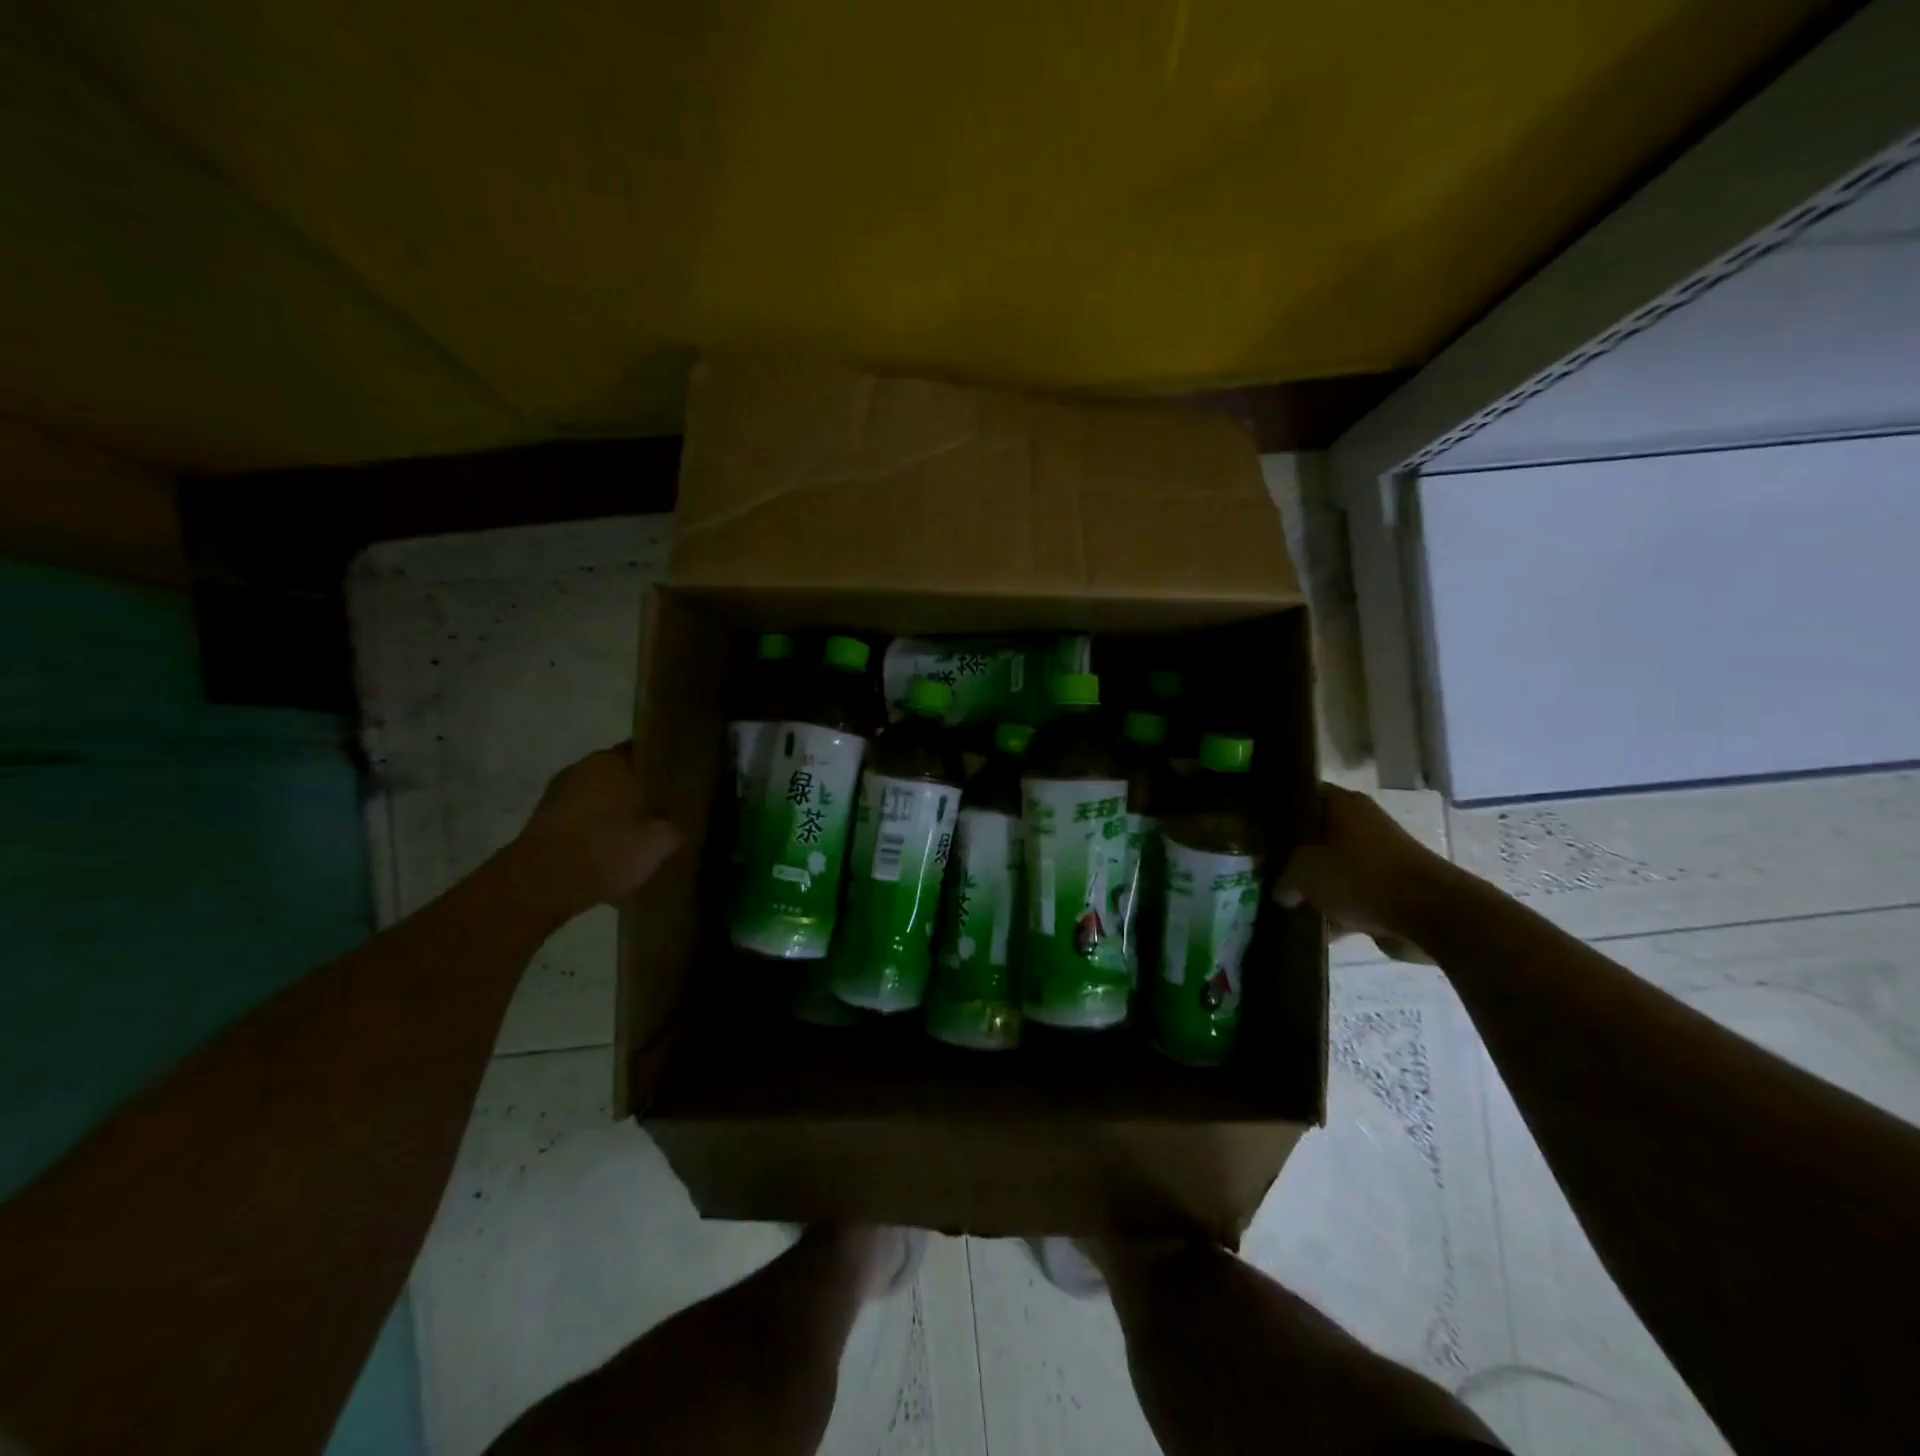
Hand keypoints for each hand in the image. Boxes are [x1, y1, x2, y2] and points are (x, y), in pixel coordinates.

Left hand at [510, 744, 680, 919]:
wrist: (541, 886)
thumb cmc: (607, 850)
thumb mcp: (661, 842)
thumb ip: (673, 827)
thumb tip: (671, 826)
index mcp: (612, 760)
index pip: (646, 753)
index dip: (663, 770)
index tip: (678, 789)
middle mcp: (582, 768)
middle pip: (620, 777)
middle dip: (638, 795)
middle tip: (661, 818)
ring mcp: (557, 795)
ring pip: (599, 799)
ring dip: (614, 816)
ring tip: (635, 841)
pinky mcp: (542, 823)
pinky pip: (580, 821)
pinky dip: (593, 834)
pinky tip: (607, 856)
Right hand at [1278, 785, 1455, 960]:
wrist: (1431, 914)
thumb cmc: (1360, 876)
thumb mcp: (1303, 872)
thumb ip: (1283, 879)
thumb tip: (1281, 891)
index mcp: (1343, 805)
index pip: (1301, 796)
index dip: (1276, 810)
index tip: (1254, 828)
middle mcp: (1361, 824)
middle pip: (1315, 835)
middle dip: (1291, 855)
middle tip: (1262, 869)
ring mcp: (1378, 858)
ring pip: (1333, 868)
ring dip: (1313, 887)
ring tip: (1282, 902)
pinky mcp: (1390, 889)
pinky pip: (1352, 896)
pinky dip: (1335, 911)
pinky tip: (1312, 929)